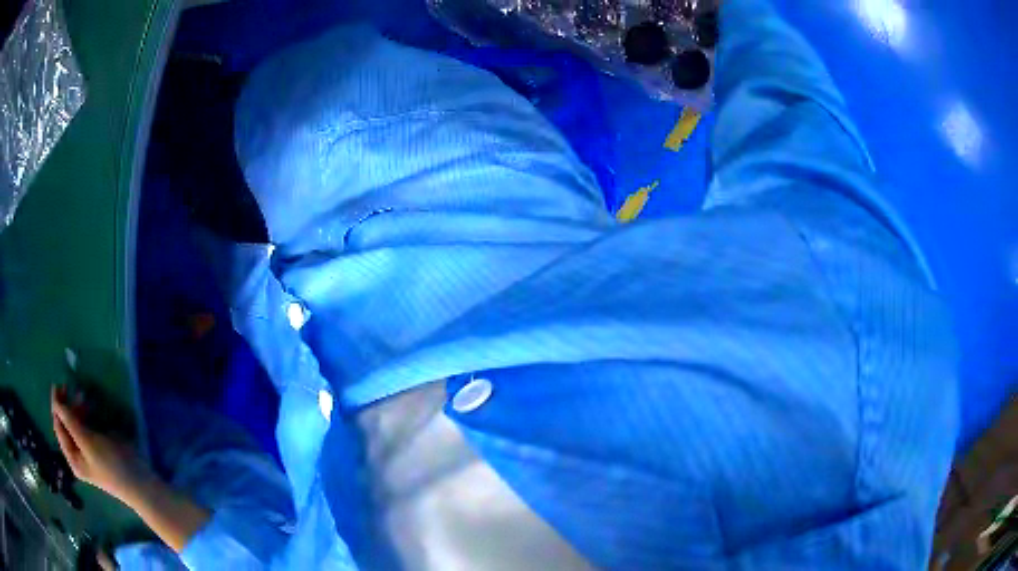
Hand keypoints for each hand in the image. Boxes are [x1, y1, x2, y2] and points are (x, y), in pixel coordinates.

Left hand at [51, 386, 151, 503]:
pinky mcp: (100, 446)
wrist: (138, 482)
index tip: (58, 385)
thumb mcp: (88, 442)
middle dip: (68, 406)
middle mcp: (78, 455)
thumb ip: (70, 422)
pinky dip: (87, 415)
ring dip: (77, 408)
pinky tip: (92, 408)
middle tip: (72, 387)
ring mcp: (89, 451)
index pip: (58, 427)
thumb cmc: (110, 464)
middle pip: (66, 425)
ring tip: (84, 396)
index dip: (56, 406)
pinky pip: (87, 427)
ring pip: (77, 424)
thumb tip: (56, 402)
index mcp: (72, 457)